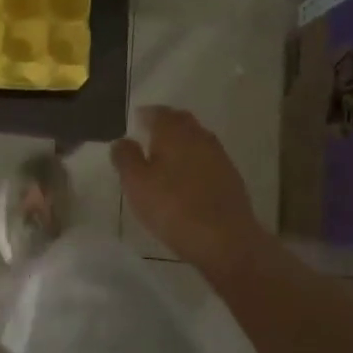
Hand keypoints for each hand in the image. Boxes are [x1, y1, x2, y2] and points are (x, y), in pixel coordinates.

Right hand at [111, 106, 269, 274]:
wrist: (224, 239)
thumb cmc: (172, 207)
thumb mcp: (136, 184)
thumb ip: (125, 158)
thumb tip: (122, 140)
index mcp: (174, 133)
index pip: (159, 113)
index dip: (146, 115)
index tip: (136, 121)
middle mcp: (199, 137)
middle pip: (182, 121)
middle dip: (166, 124)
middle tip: (150, 133)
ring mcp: (219, 157)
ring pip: (197, 140)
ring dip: (182, 142)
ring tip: (166, 156)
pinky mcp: (231, 178)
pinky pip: (207, 160)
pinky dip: (194, 161)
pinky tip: (187, 177)